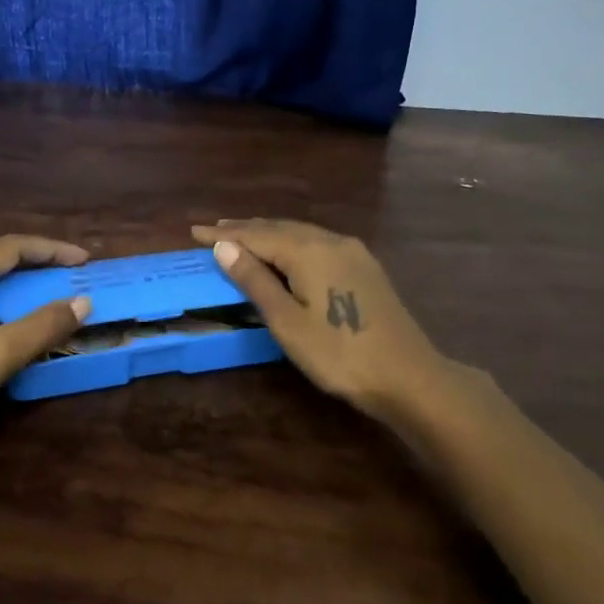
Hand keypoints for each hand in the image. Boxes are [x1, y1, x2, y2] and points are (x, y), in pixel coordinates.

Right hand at [191, 219, 450, 424]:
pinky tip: (287, 251)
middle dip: (245, 229)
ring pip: (301, 233)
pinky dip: (292, 243)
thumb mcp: (288, 322)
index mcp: (309, 251)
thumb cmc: (339, 354)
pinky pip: (318, 243)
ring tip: (242, 236)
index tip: (194, 231)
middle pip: (279, 228)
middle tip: (214, 230)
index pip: (256, 235)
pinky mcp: (366, 266)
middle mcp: (331, 241)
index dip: (223, 234)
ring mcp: (353, 252)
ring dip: (269, 233)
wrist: (409, 376)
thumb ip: (255, 281)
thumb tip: (224, 246)